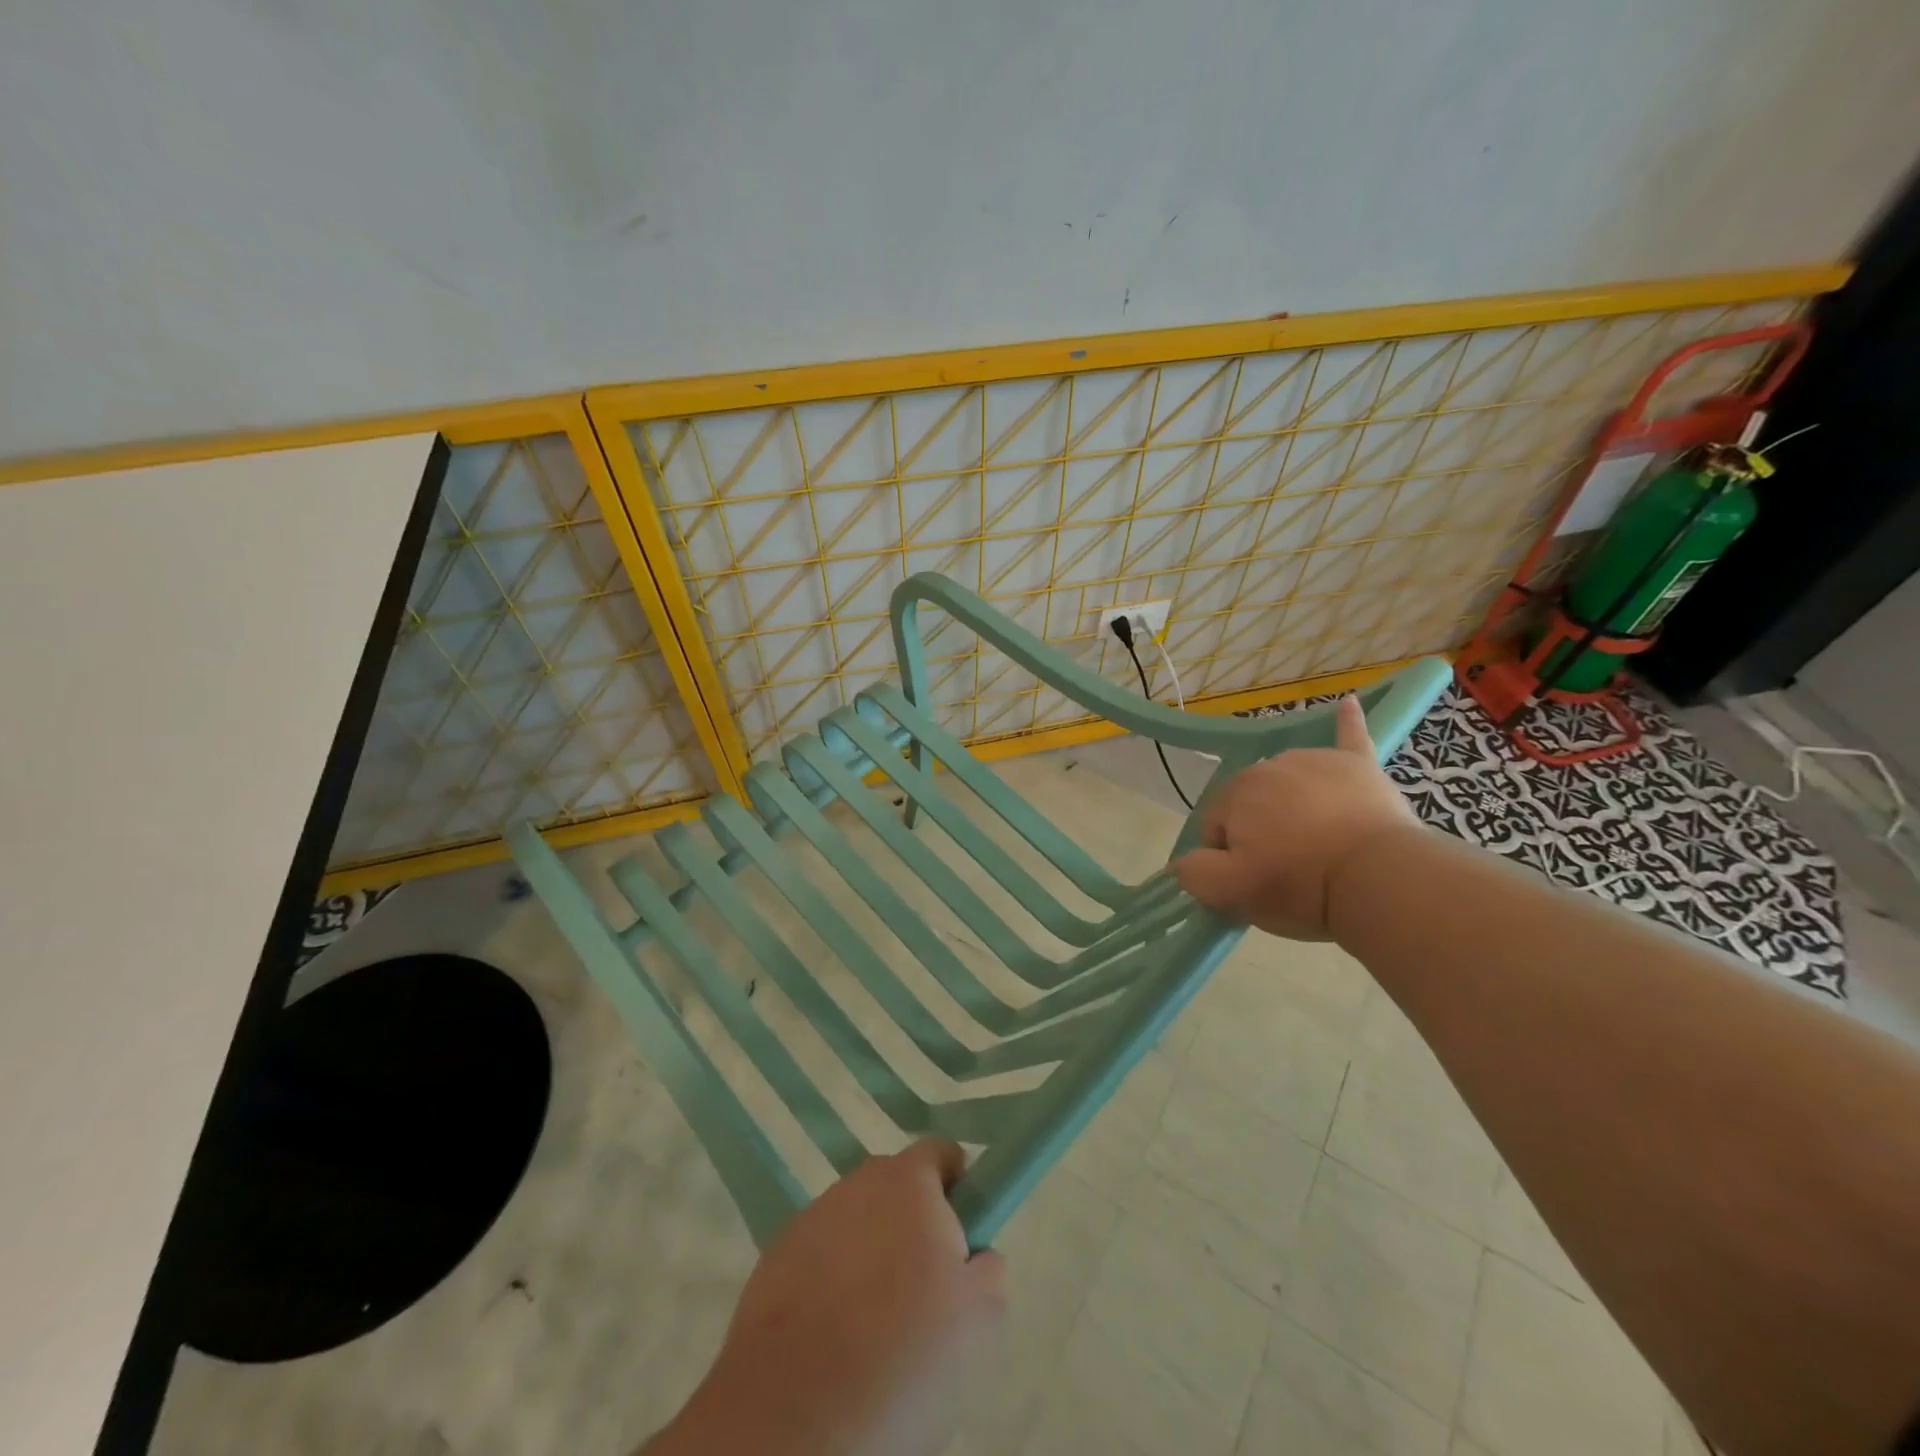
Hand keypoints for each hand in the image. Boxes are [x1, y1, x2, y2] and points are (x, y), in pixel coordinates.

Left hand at [652, 1140, 1005, 1455]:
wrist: (795, 1417)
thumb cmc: (903, 1356)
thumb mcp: (980, 1320)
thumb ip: (988, 1269)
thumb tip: (974, 1256)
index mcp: (908, 1182)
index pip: (940, 1153)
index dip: (957, 1187)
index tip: (962, 1238)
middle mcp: (857, 1184)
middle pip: (896, 1189)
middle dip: (913, 1226)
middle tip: (926, 1293)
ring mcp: (810, 1221)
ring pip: (856, 1225)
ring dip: (870, 1256)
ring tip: (876, 1327)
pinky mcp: (773, 1262)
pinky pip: (818, 1259)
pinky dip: (831, 1285)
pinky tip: (835, 1340)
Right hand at [1173, 694, 1416, 939]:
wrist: (1377, 877)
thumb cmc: (1299, 885)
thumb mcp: (1229, 893)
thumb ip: (1193, 872)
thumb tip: (1186, 860)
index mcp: (1235, 793)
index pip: (1216, 827)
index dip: (1229, 858)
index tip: (1254, 880)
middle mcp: (1269, 765)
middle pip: (1251, 803)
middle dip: (1260, 831)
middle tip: (1286, 868)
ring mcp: (1315, 761)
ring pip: (1288, 784)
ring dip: (1291, 805)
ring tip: (1317, 842)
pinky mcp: (1357, 765)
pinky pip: (1349, 736)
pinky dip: (1347, 722)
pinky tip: (1347, 704)